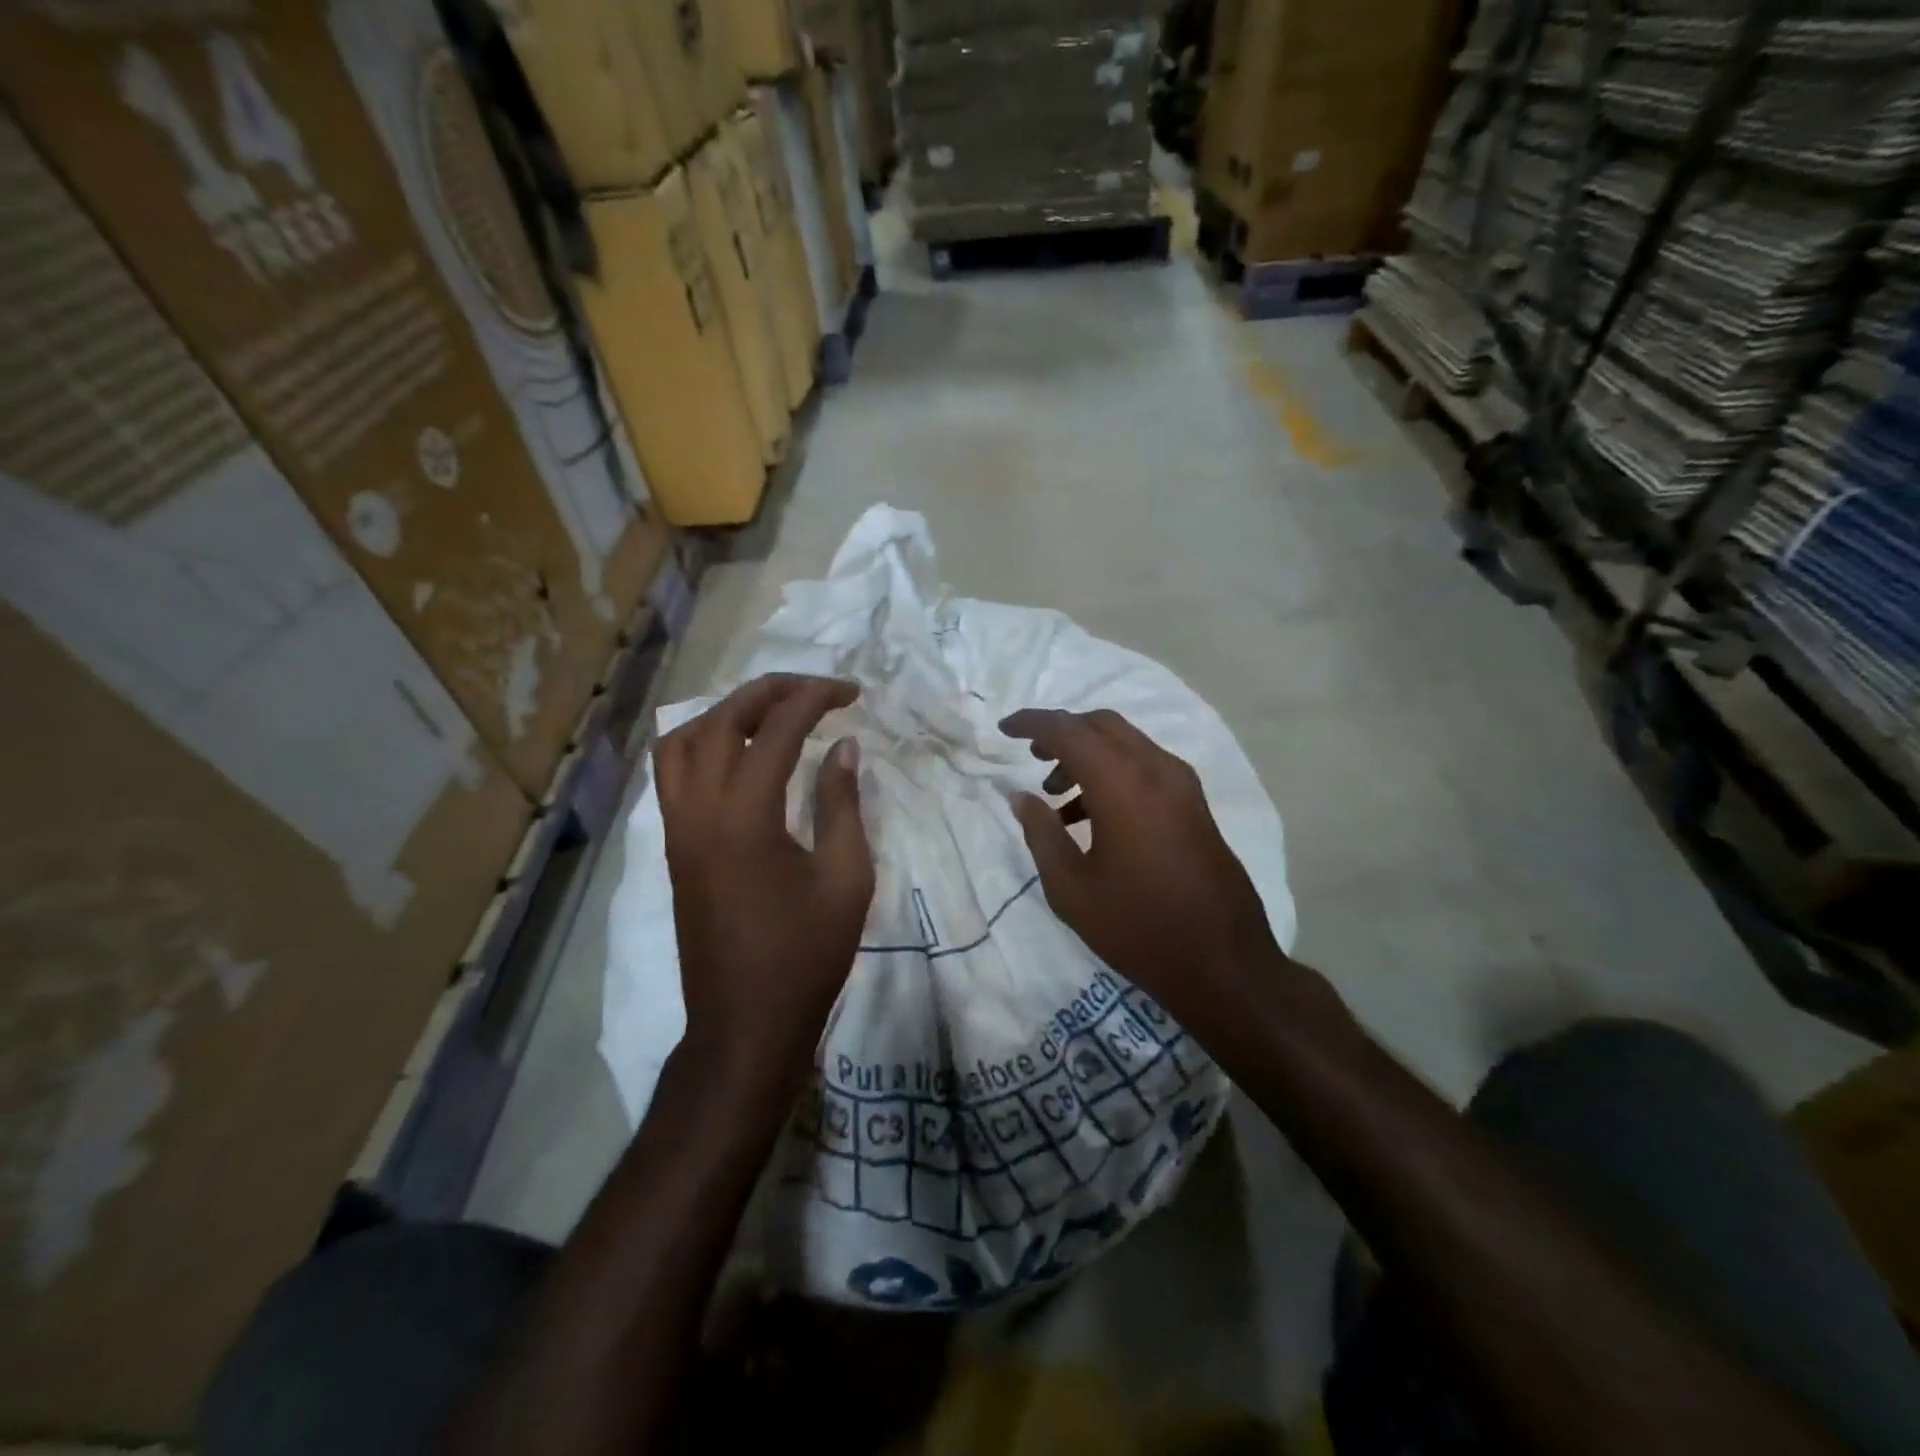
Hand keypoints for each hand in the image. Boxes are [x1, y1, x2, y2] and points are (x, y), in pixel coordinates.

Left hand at [655, 674, 873, 1095]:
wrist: (746, 1022)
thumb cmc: (806, 954)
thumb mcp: (846, 877)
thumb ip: (843, 803)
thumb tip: (843, 747)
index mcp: (746, 815)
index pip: (776, 729)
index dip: (815, 699)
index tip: (851, 693)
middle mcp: (699, 809)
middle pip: (722, 720)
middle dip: (770, 692)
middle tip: (815, 691)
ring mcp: (677, 828)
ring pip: (682, 741)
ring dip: (726, 714)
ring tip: (771, 715)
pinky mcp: (674, 847)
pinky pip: (672, 773)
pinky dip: (702, 744)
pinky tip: (738, 756)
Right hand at [1000, 708, 1282, 1037]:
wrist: (1224, 963)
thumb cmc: (1138, 927)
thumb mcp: (1071, 888)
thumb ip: (1041, 834)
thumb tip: (1021, 797)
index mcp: (1122, 784)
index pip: (1069, 730)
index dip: (1033, 723)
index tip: (1005, 728)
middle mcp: (1156, 770)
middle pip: (1102, 725)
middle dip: (1063, 732)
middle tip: (1033, 757)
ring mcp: (1183, 786)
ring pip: (1127, 744)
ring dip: (1089, 754)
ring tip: (1057, 797)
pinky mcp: (1195, 805)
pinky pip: (1146, 767)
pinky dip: (1114, 773)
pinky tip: (1093, 817)